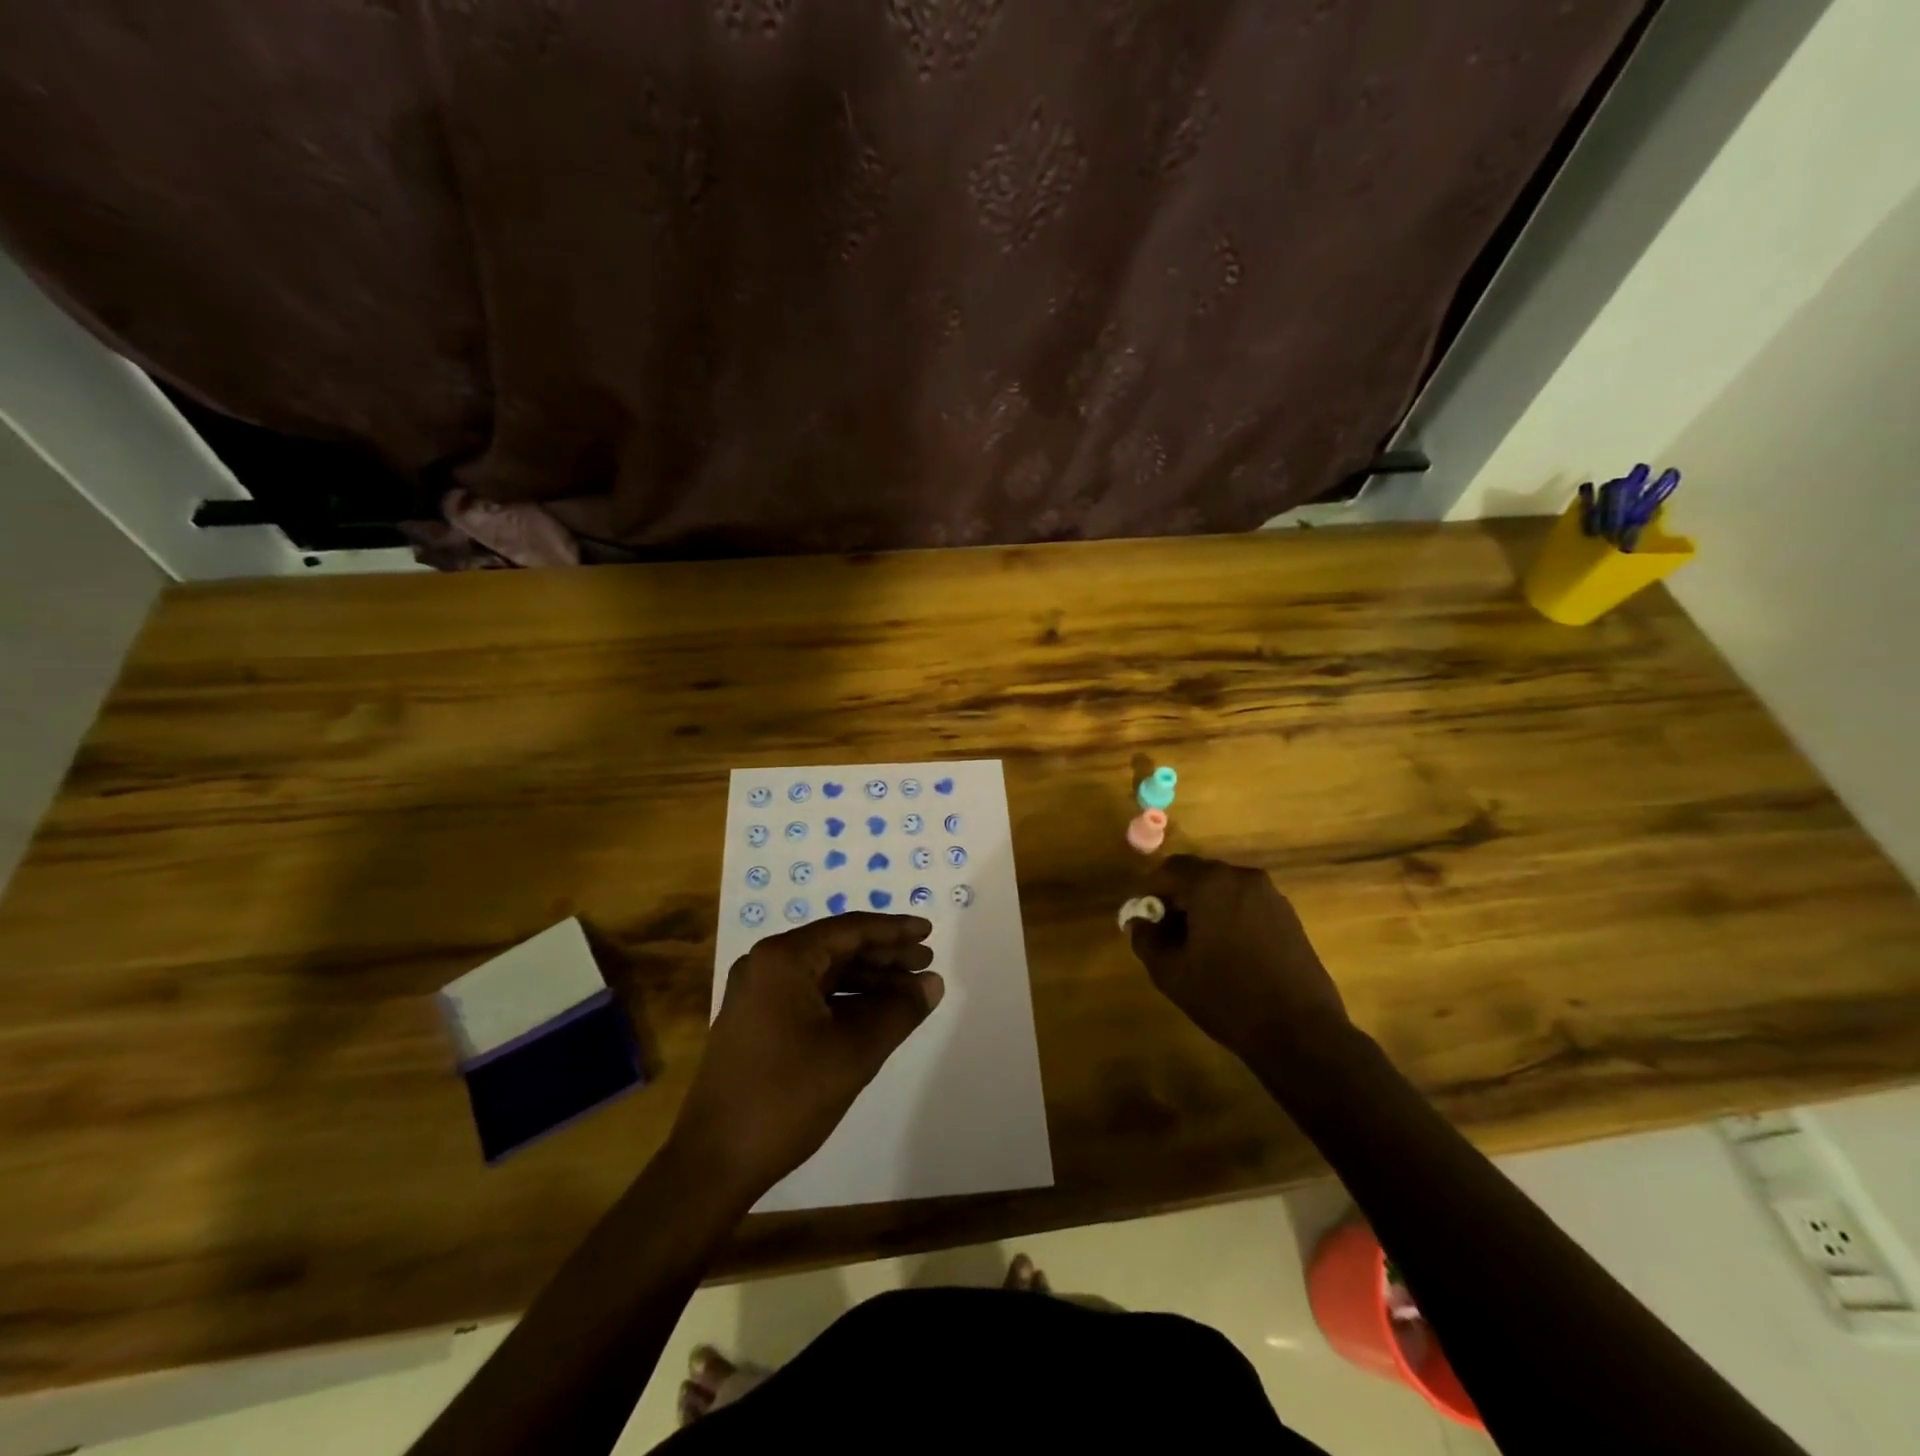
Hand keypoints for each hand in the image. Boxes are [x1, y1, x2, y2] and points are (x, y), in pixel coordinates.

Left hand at [673, 913, 943, 1202]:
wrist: (714, 1163)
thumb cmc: (786, 1097)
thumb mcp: (853, 1052)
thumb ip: (898, 1011)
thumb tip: (932, 983)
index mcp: (783, 959)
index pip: (850, 929)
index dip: (894, 931)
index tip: (928, 932)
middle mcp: (766, 965)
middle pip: (837, 948)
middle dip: (884, 956)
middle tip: (927, 963)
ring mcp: (758, 994)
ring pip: (825, 974)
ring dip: (868, 981)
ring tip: (910, 992)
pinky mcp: (757, 1022)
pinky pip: (811, 996)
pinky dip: (846, 1002)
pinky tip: (875, 1015)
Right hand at [1128, 855, 1347, 1063]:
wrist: (1300, 1031)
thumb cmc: (1227, 997)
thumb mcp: (1171, 972)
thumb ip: (1146, 939)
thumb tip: (1138, 921)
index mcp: (1211, 884)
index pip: (1169, 870)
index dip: (1149, 891)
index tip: (1143, 919)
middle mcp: (1242, 878)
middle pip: (1198, 876)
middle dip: (1177, 898)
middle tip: (1166, 932)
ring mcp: (1271, 895)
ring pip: (1223, 889)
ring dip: (1204, 907)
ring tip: (1196, 945)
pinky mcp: (1289, 916)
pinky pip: (1246, 904)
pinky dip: (1229, 916)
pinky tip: (1227, 951)